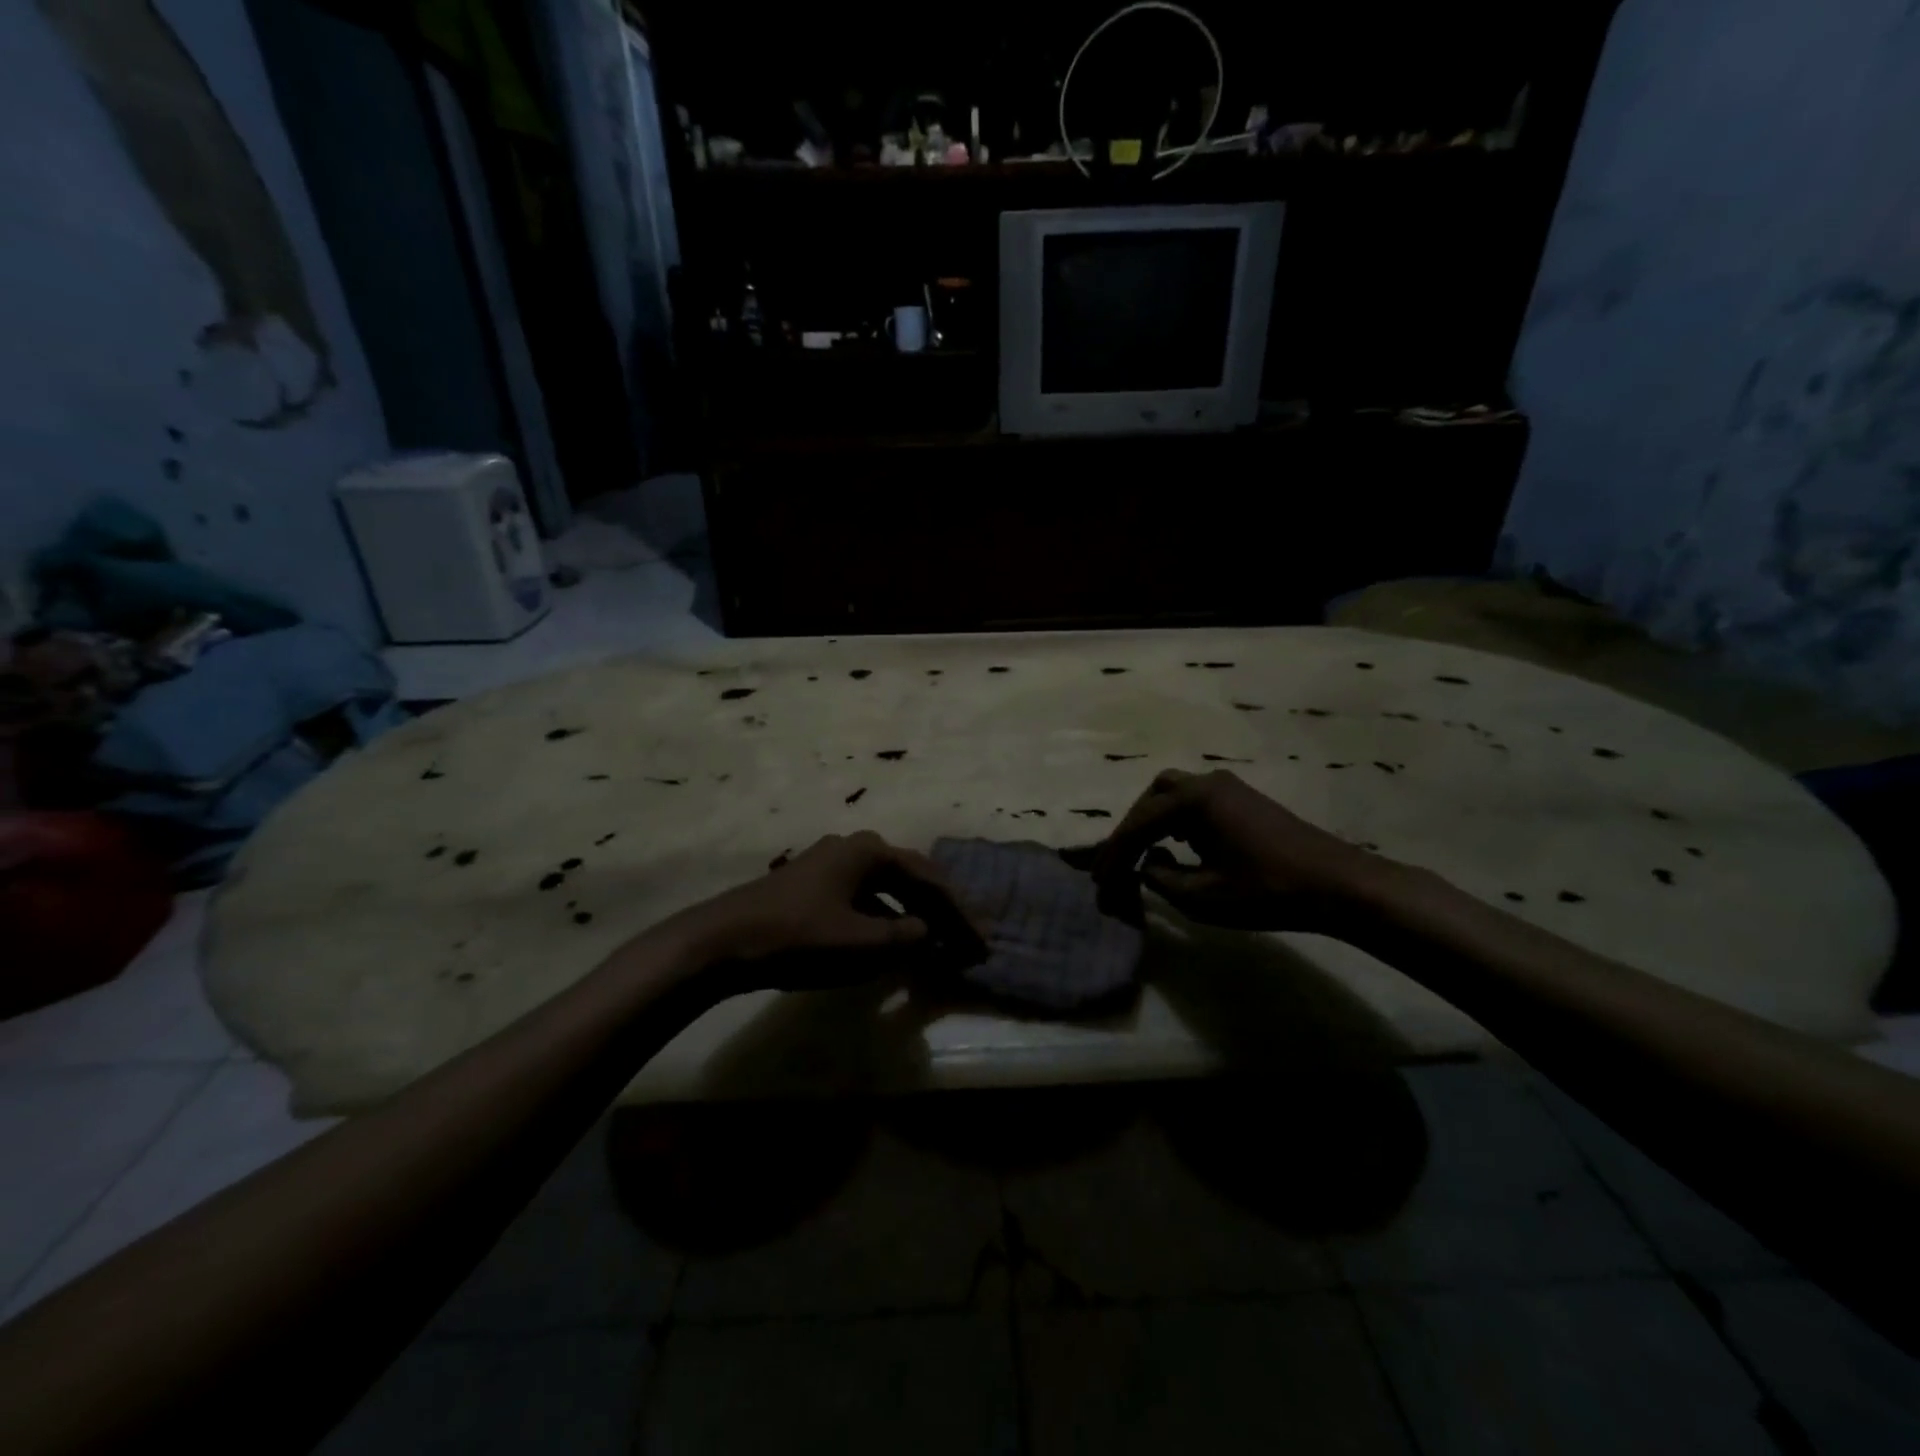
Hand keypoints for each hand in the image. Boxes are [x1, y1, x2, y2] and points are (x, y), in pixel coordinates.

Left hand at [672, 831, 974, 989]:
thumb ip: (903, 938)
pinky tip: (892, 943)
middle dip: (941, 912)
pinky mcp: (814, 886)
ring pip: (887, 889)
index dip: (960, 914)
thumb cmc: (797, 937)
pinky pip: (865, 899)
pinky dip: (885, 920)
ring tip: (937, 944)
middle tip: (968, 942)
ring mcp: (831, 865)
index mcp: (870, 851)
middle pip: (911, 879)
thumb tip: (927, 932)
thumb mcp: (859, 943)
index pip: (930, 880)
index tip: (982, 943)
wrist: (722, 941)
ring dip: (914, 916)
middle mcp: (854, 848)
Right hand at [1091, 769, 1380, 932]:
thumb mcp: (1202, 896)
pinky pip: (1194, 800)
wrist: (1336, 885)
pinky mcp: (1243, 800)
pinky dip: (1175, 820)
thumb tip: (1147, 864)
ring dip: (1152, 821)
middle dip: (1130, 830)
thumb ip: (1161, 878)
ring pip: (1172, 794)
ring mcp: (1228, 787)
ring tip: (1141, 855)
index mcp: (1193, 800)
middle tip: (1117, 864)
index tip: (1098, 882)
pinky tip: (1177, 846)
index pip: (1138, 824)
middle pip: (1151, 798)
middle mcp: (1206, 782)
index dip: (1113, 854)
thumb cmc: (1266, 890)